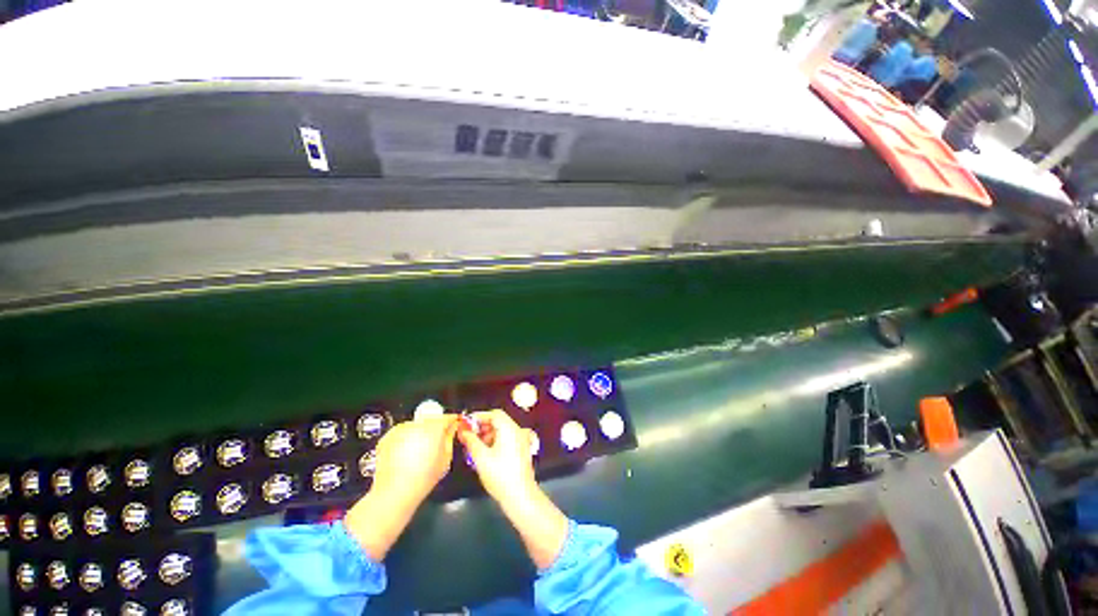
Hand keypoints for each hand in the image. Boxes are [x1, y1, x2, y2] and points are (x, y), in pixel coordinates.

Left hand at [345, 415, 457, 561]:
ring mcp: (397, 431)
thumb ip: (449, 440)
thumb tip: (451, 429)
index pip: (447, 417)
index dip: (453, 421)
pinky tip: (406, 455)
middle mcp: (413, 425)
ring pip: (416, 426)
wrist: (390, 498)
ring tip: (421, 451)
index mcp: (431, 430)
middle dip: (436, 427)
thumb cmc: (422, 482)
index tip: (457, 426)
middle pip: (431, 419)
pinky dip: (407, 439)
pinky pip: (403, 433)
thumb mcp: (444, 462)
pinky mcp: (386, 439)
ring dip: (421, 433)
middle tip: (439, 441)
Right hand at [458, 410, 537, 503]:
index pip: (494, 414)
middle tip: (469, 436)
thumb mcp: (481, 457)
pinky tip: (485, 454)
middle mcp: (517, 431)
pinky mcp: (521, 450)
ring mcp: (521, 440)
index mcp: (509, 428)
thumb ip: (471, 441)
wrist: (520, 496)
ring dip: (488, 435)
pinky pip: (507, 439)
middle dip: (482, 427)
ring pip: (502, 431)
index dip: (479, 417)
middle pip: (499, 421)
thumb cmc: (500, 475)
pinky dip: (496, 441)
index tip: (466, 424)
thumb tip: (463, 431)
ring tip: (475, 446)